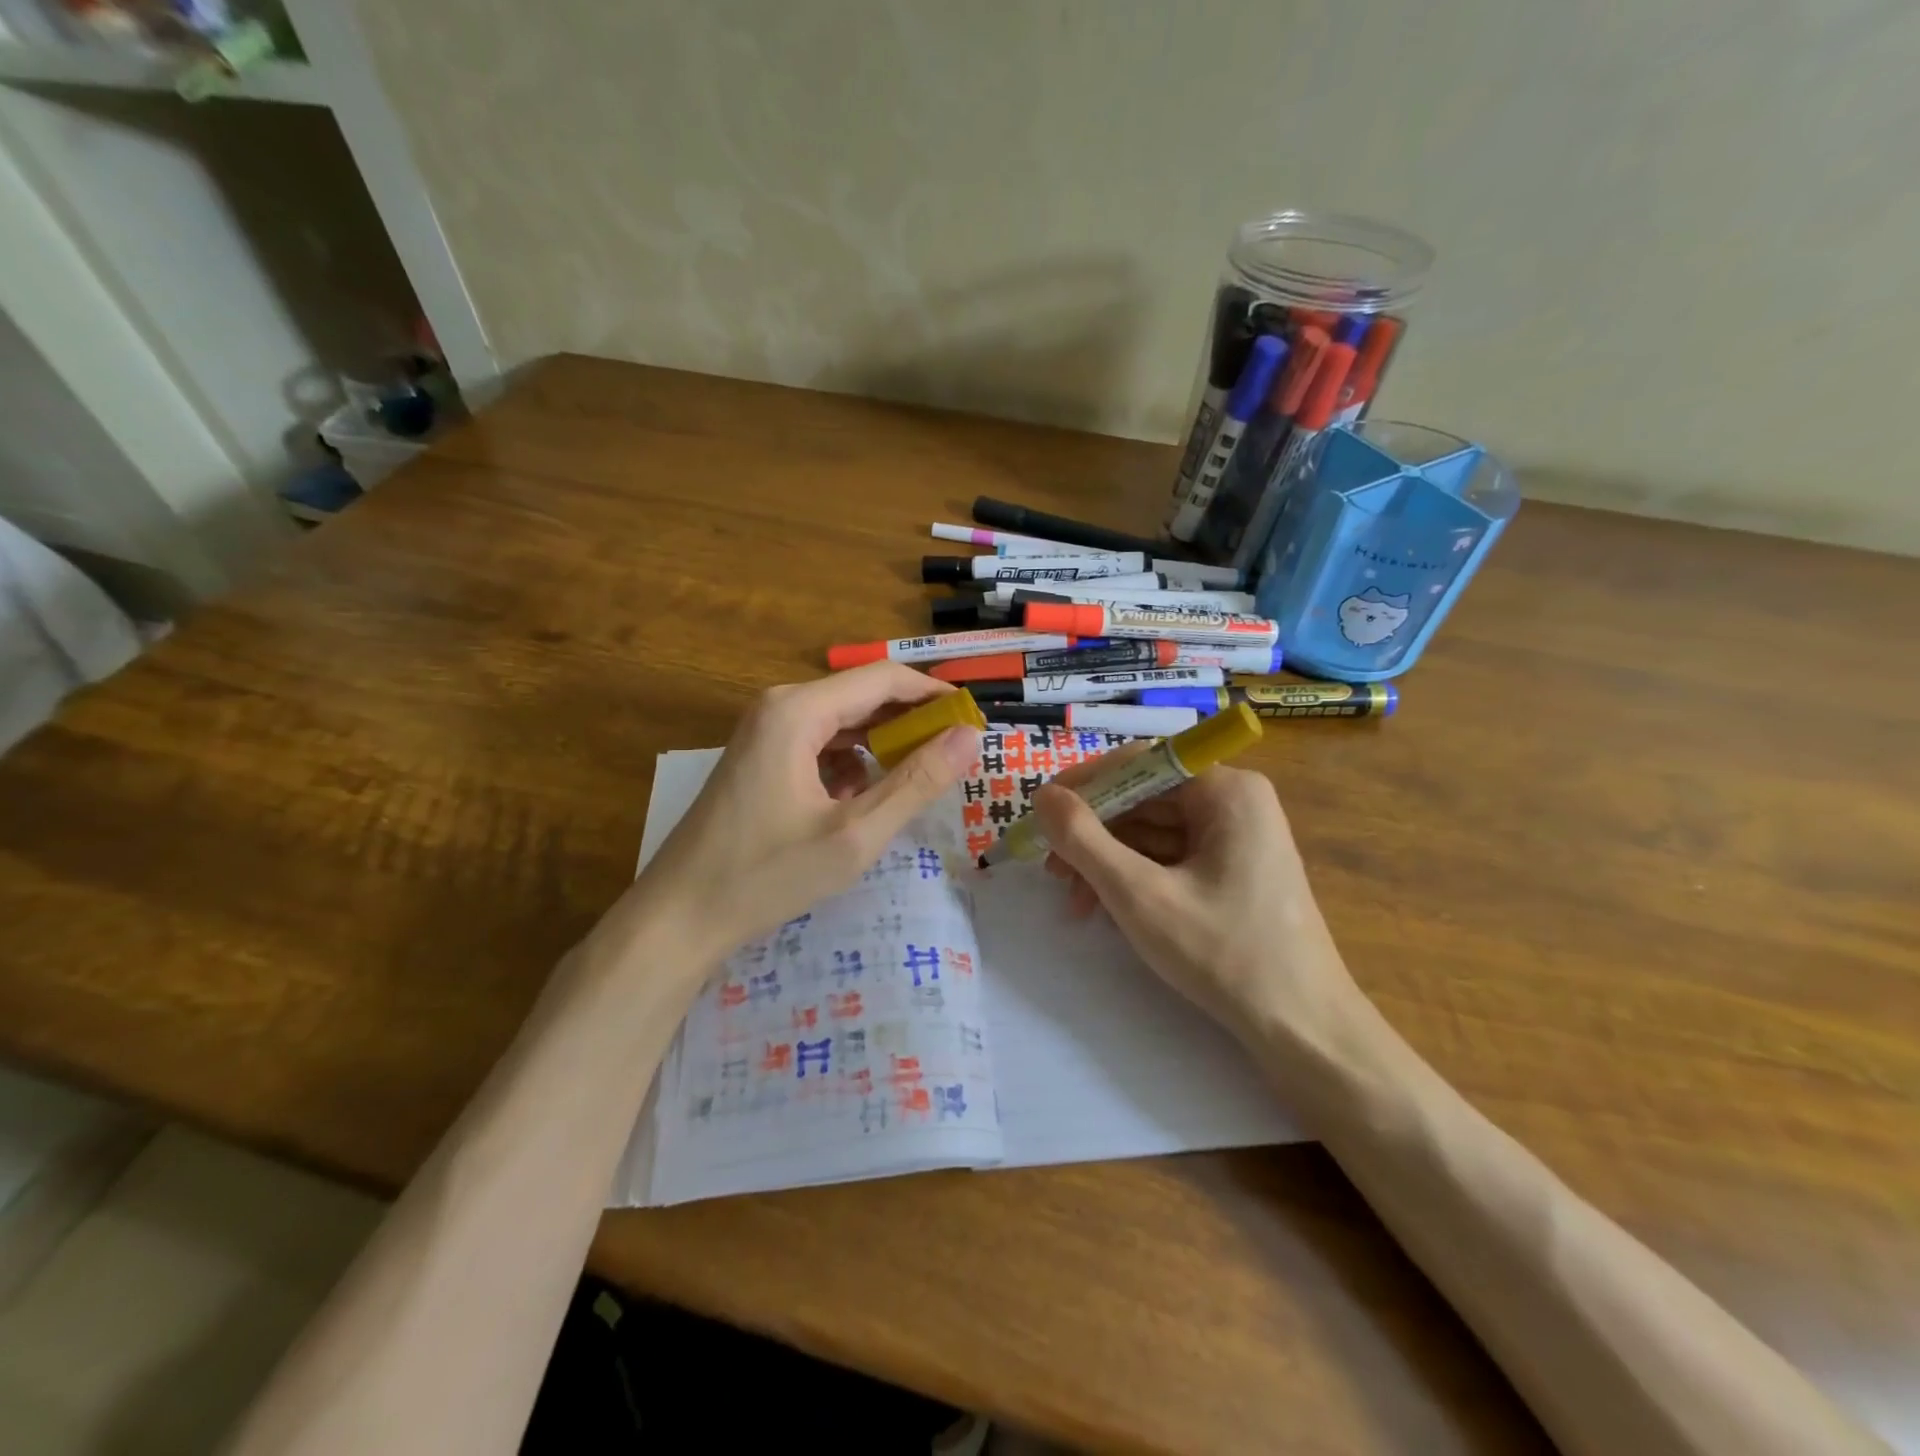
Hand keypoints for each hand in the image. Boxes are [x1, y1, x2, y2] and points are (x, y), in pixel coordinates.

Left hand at [632, 665, 979, 967]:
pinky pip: (820, 743)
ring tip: (918, 778)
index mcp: (798, 711)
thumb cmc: (766, 875)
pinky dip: (851, 762)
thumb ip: (916, 782)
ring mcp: (765, 731)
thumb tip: (970, 737)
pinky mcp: (760, 756)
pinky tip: (861, 800)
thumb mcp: (854, 835)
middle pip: (862, 696)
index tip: (974, 721)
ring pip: (842, 721)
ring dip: (882, 743)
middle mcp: (779, 706)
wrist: (679, 915)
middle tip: (955, 755)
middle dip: (911, 721)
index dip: (934, 695)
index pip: (884, 679)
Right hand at [1031, 757, 1360, 1045]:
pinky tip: (1108, 913)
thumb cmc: (1224, 954)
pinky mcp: (1234, 871)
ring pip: (1153, 832)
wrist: (1303, 1029)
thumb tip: (1043, 795)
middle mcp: (1235, 802)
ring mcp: (1237, 838)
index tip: (1042, 814)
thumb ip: (1083, 840)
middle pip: (1144, 799)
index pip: (1140, 762)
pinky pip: (1171, 858)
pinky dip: (1135, 879)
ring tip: (1075, 903)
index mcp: (1226, 790)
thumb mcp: (1140, 895)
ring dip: (1108, 862)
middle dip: (1093, 835)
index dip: (1085, 784)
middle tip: (1052, 870)